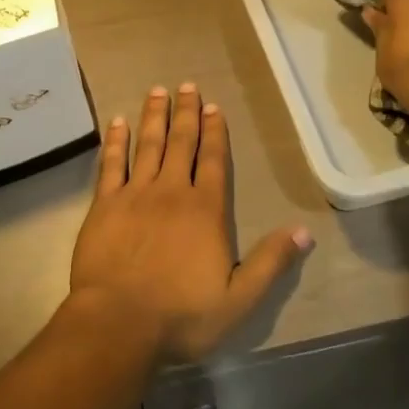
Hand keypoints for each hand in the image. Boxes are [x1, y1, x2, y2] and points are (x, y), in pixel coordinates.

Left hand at [69, 83, 312, 361]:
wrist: (119, 323)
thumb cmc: (182, 315)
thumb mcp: (239, 299)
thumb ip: (270, 262)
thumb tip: (304, 231)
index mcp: (205, 210)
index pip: (213, 161)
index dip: (215, 132)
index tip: (214, 106)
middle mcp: (171, 192)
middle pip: (181, 143)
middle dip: (186, 113)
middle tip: (186, 85)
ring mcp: (135, 195)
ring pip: (147, 145)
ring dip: (154, 117)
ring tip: (158, 91)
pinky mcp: (104, 205)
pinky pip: (111, 164)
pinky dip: (116, 141)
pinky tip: (118, 122)